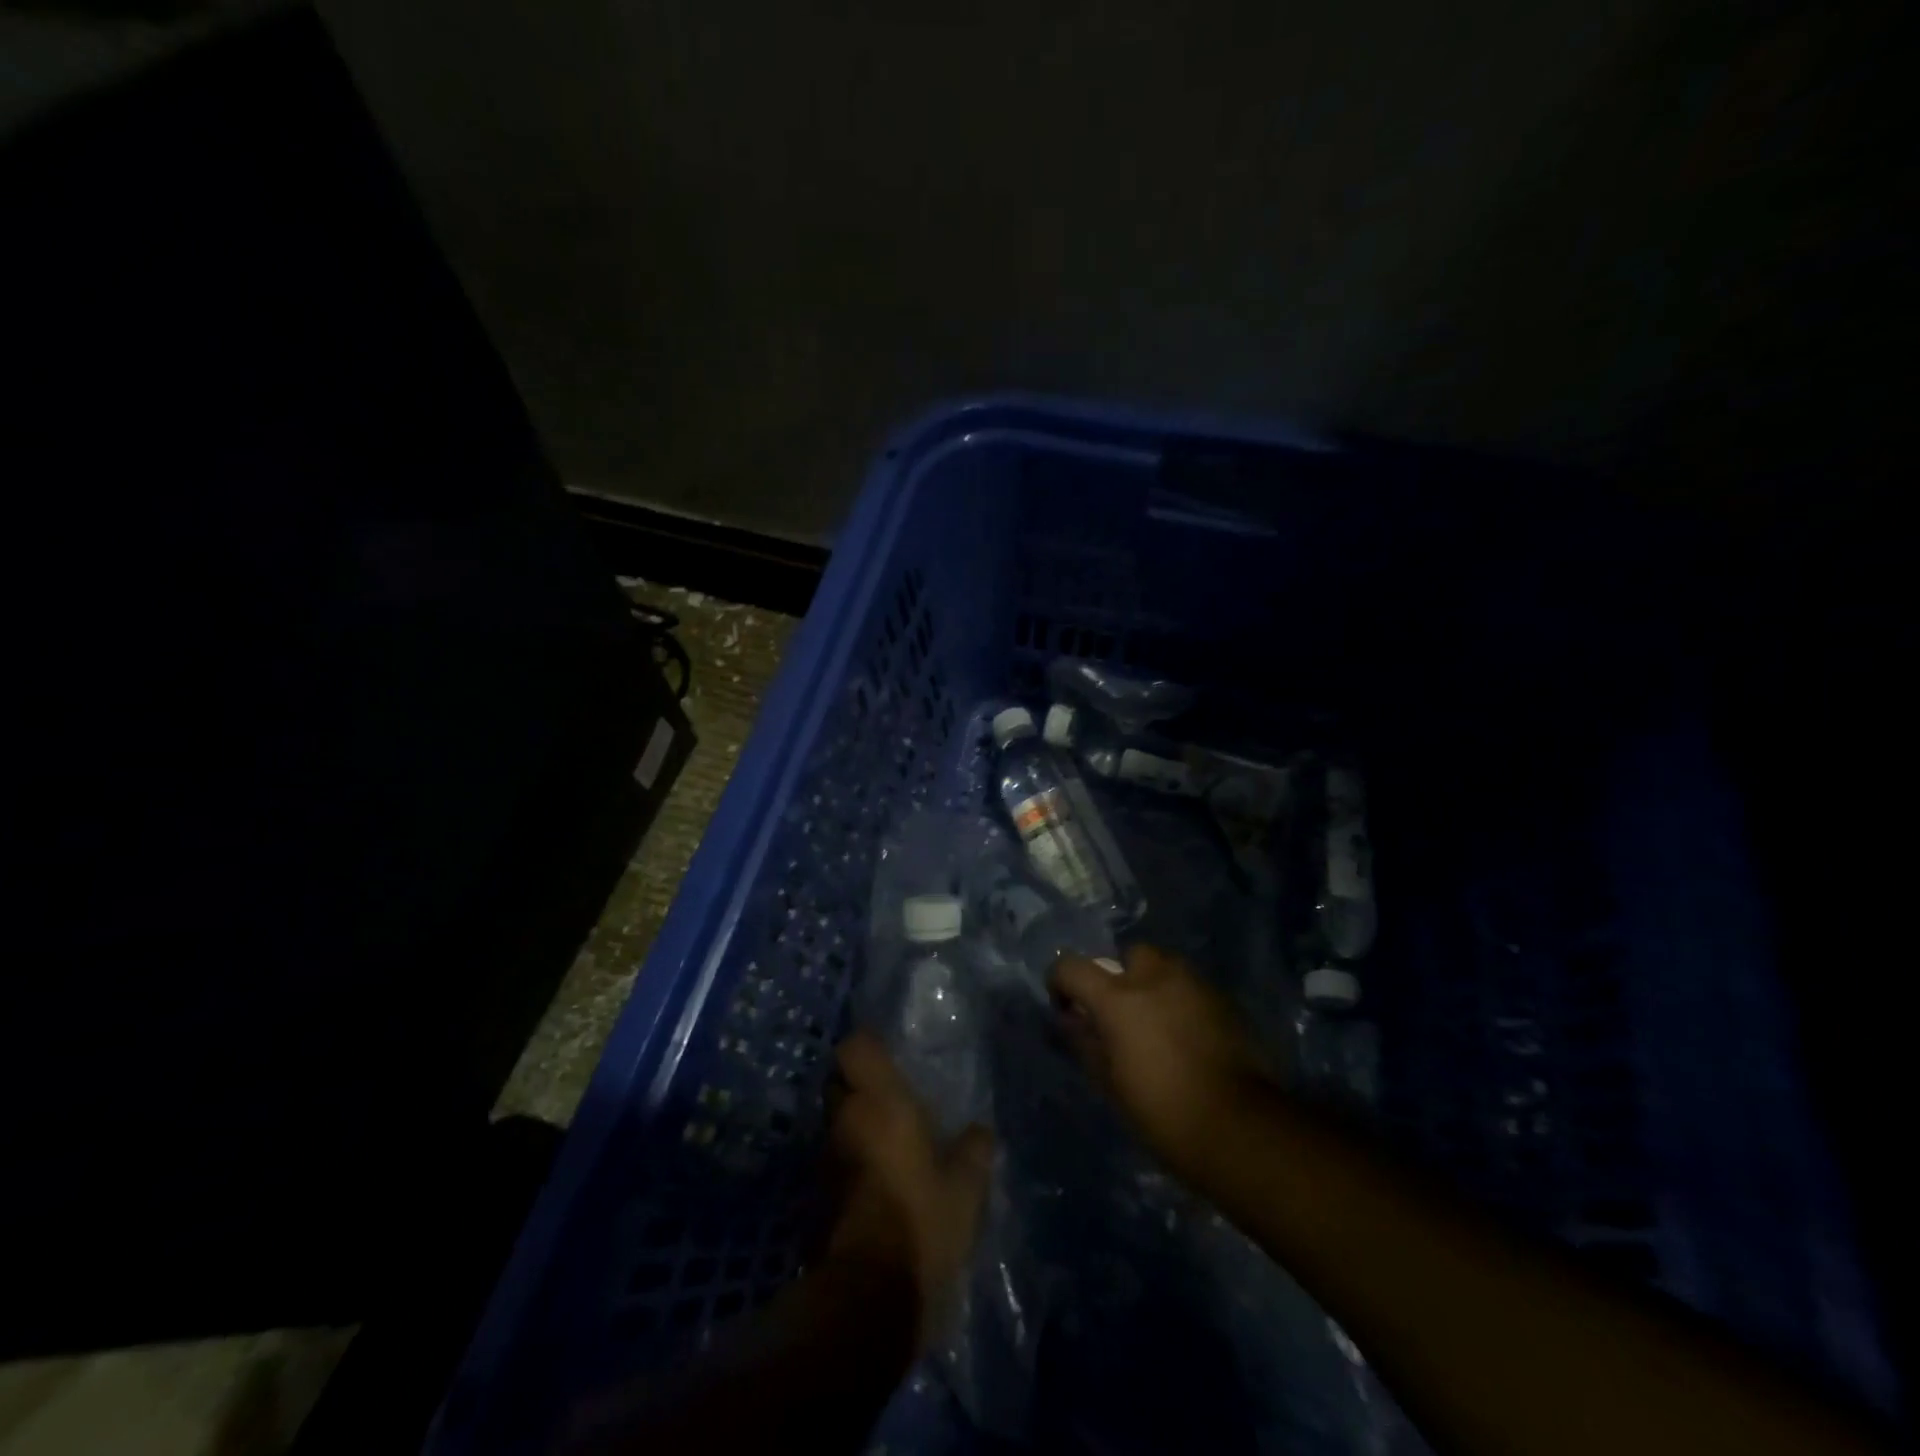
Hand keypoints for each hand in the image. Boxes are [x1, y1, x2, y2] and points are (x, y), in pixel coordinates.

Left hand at [826, 1030, 993, 1344]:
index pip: (855, 1047)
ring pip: (834, 1122)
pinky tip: (875, 1182)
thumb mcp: (965, 1191)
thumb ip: (974, 1152)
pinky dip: (848, 1162)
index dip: (868, 1048)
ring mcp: (825, 1157)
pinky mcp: (814, 1195)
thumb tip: (981, 1131)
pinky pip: (832, 1160)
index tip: (890, 1060)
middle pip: (838, 1082)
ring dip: (853, 1127)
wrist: (866, 1299)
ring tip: (886, 1145)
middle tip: (891, 1102)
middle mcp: (845, 1119)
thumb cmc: (920, 1224)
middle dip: (858, 1087)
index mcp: (880, 1102)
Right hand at [1051, 944, 1275, 1180]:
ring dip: (1155, 985)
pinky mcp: (1225, 1000)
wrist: (1239, 1128)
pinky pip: (1193, 988)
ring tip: (1159, 1023)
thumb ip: (1085, 1041)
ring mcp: (1194, 984)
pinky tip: (1190, 1036)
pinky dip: (1184, 1001)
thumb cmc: (1162, 1112)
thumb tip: (1071, 1019)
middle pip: (1129, 955)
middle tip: (1124, 1014)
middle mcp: (1155, 976)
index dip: (1060, 983)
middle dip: (1122, 976)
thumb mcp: (1110, 1083)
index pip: (1071, 967)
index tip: (1067, 1008)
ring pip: (1166, 967)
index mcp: (1117, 997)